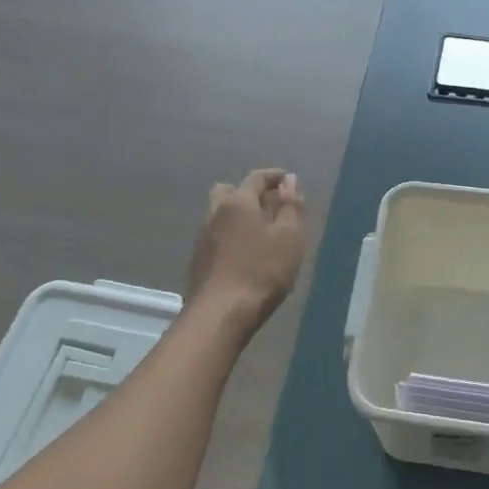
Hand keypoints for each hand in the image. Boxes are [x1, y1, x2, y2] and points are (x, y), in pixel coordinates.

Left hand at [186, 169, 306, 330]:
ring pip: (220, 214)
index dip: (274, 176)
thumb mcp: (289, 237)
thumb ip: (291, 205)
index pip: (256, 178)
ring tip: (258, 231)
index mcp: (239, 202)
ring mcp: (203, 237)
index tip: (288, 179)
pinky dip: (230, 234)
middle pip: (230, 191)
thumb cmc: (262, 271)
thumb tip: (290, 180)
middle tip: (269, 205)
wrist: (221, 313)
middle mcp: (216, 212)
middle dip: (249, 192)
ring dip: (237, 215)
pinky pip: (216, 235)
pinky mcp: (198, 260)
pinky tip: (243, 253)